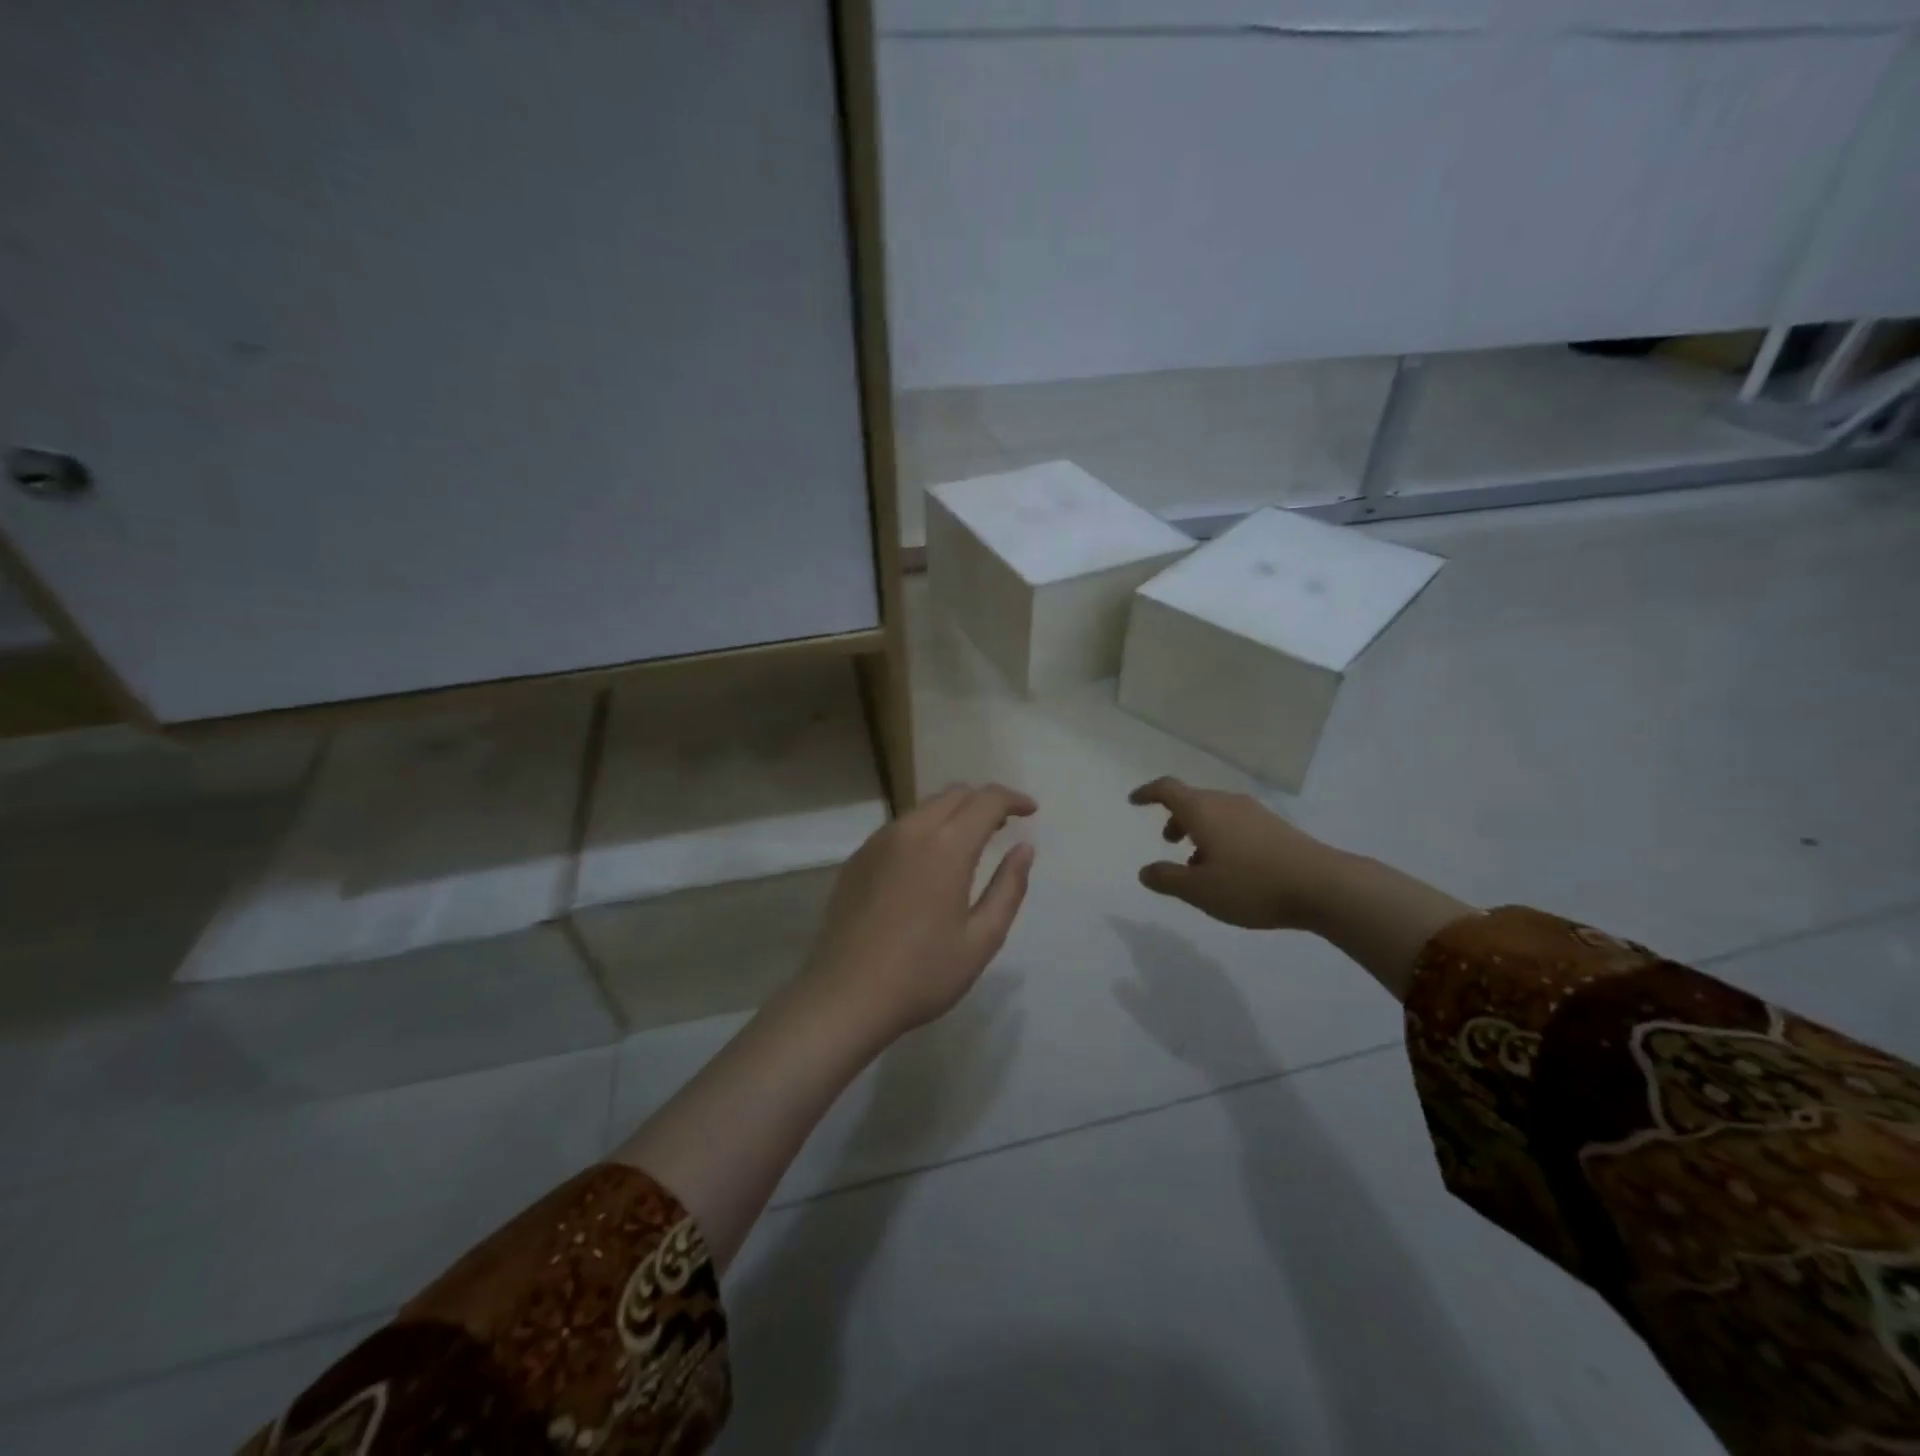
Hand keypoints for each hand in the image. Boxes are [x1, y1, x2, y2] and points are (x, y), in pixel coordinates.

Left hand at [800, 783, 1036, 1043]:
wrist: (846, 996)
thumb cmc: (923, 973)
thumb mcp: (981, 939)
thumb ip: (1008, 888)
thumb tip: (1024, 849)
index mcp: (946, 847)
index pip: (986, 801)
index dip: (1013, 799)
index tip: (1030, 810)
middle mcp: (910, 831)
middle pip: (954, 795)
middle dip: (983, 802)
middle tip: (1003, 826)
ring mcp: (878, 842)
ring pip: (924, 808)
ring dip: (953, 814)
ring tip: (969, 842)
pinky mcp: (857, 859)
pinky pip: (899, 829)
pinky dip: (924, 830)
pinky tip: (927, 863)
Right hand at [1128, 776, 1344, 930]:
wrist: (1324, 885)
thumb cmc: (1252, 885)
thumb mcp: (1199, 890)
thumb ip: (1167, 879)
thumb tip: (1145, 871)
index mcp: (1203, 811)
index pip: (1167, 789)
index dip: (1148, 792)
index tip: (1134, 801)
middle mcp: (1226, 803)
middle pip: (1193, 801)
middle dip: (1176, 818)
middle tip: (1169, 842)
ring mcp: (1255, 813)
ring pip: (1216, 813)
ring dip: (1200, 830)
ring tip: (1199, 863)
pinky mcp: (1276, 828)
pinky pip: (1236, 824)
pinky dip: (1222, 837)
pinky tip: (1231, 868)